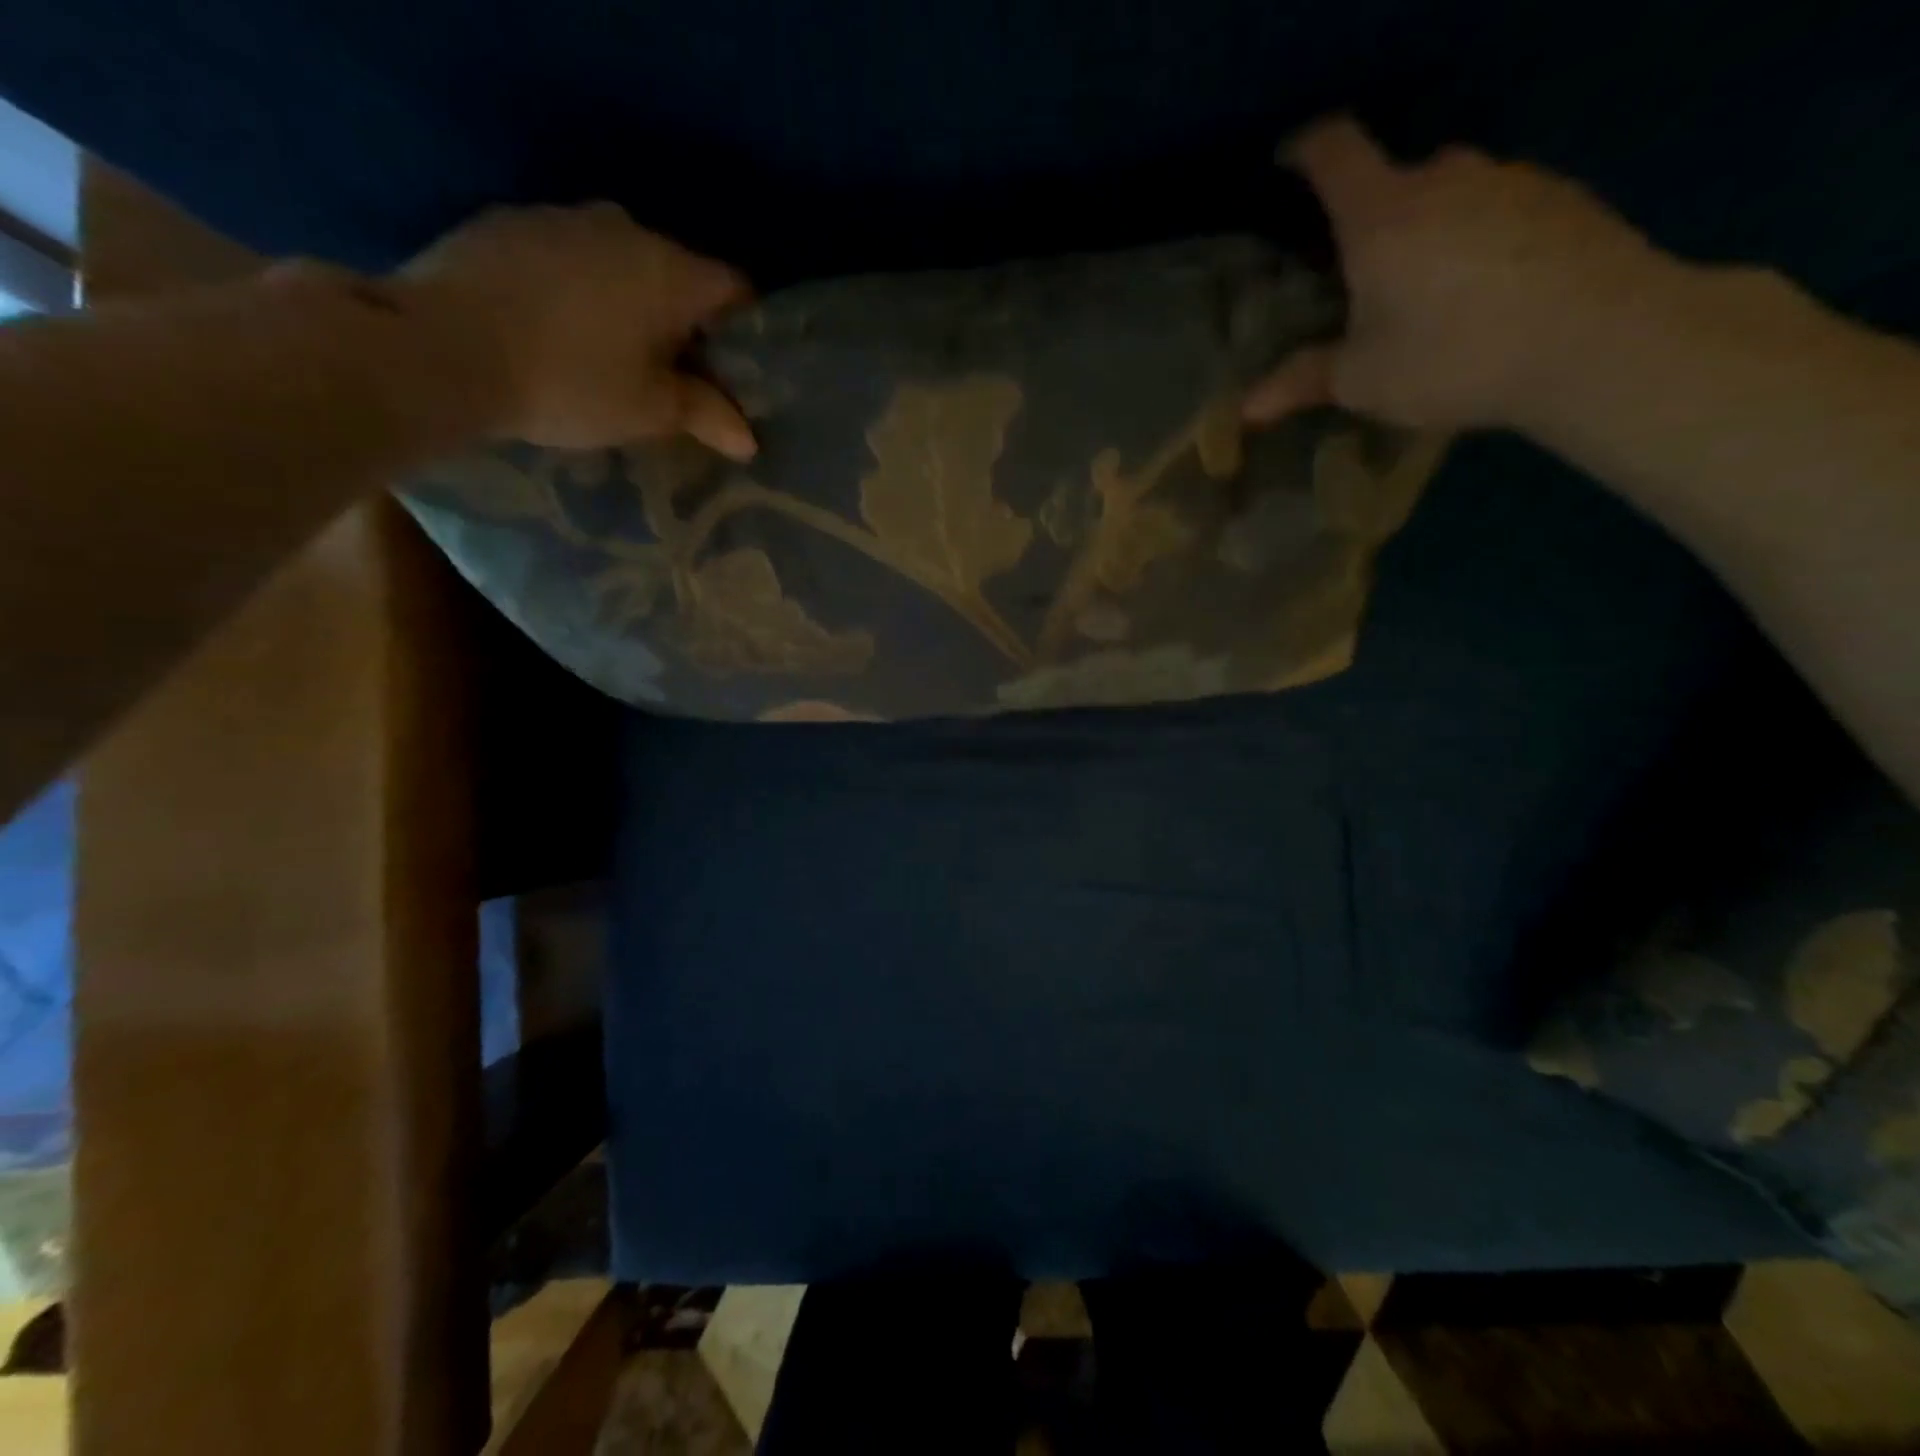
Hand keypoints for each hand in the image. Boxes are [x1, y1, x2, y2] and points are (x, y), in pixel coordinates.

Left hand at [398, 203, 756, 457]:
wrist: (441, 348)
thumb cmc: (571, 382)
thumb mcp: (649, 410)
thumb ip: (706, 416)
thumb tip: (749, 440)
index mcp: (669, 270)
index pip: (735, 290)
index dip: (746, 332)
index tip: (736, 371)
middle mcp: (623, 227)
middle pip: (677, 274)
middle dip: (685, 321)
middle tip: (675, 374)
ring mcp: (559, 217)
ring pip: (620, 262)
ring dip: (628, 302)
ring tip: (612, 353)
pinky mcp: (506, 223)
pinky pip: (567, 257)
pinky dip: (577, 289)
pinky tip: (557, 330)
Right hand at [1244, 119, 1670, 431]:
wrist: (1595, 339)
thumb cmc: (1453, 357)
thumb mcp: (1364, 381)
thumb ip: (1304, 381)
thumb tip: (1248, 408)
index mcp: (1382, 216)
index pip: (1335, 153)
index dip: (1307, 150)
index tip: (1290, 161)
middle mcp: (1444, 178)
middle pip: (1396, 177)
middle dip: (1374, 215)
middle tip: (1367, 272)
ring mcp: (1510, 180)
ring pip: (1452, 193)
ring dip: (1431, 228)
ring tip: (1431, 292)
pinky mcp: (1560, 198)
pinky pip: (1499, 208)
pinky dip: (1480, 238)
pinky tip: (1487, 293)